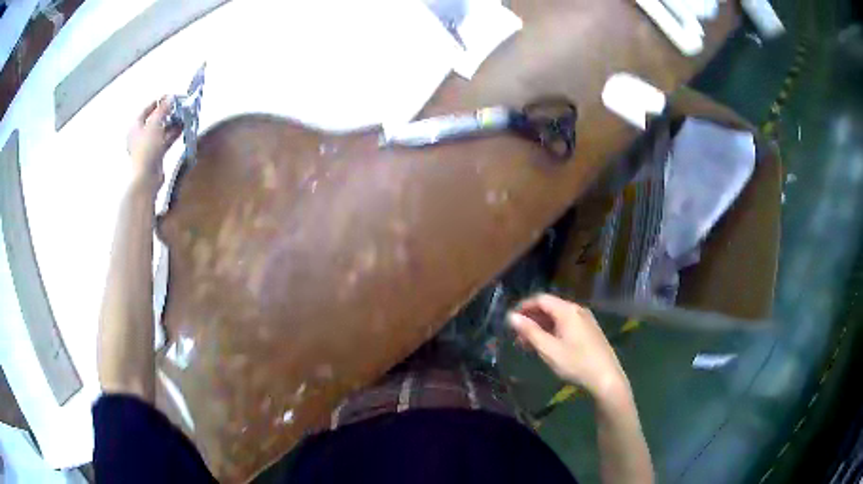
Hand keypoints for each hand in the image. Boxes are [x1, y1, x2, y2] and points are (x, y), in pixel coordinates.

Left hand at [127, 97, 181, 188]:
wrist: (146, 177)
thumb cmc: (146, 149)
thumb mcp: (155, 124)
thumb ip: (163, 109)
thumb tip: (170, 97)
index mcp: (135, 127)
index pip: (146, 110)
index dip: (157, 102)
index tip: (169, 98)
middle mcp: (139, 135)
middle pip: (154, 120)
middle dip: (167, 114)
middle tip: (178, 108)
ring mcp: (147, 146)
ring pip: (161, 131)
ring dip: (171, 124)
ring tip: (183, 118)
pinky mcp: (155, 155)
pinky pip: (164, 141)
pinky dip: (172, 135)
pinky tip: (182, 130)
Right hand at [508, 294, 628, 400]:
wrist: (606, 377)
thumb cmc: (576, 363)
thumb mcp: (549, 350)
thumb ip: (530, 332)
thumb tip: (511, 317)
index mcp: (567, 311)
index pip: (541, 299)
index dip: (523, 307)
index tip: (510, 320)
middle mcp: (577, 310)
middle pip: (549, 307)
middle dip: (531, 319)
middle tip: (516, 336)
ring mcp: (585, 320)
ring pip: (557, 317)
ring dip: (541, 327)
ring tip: (528, 345)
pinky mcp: (589, 330)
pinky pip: (566, 324)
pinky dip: (553, 331)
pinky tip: (547, 346)